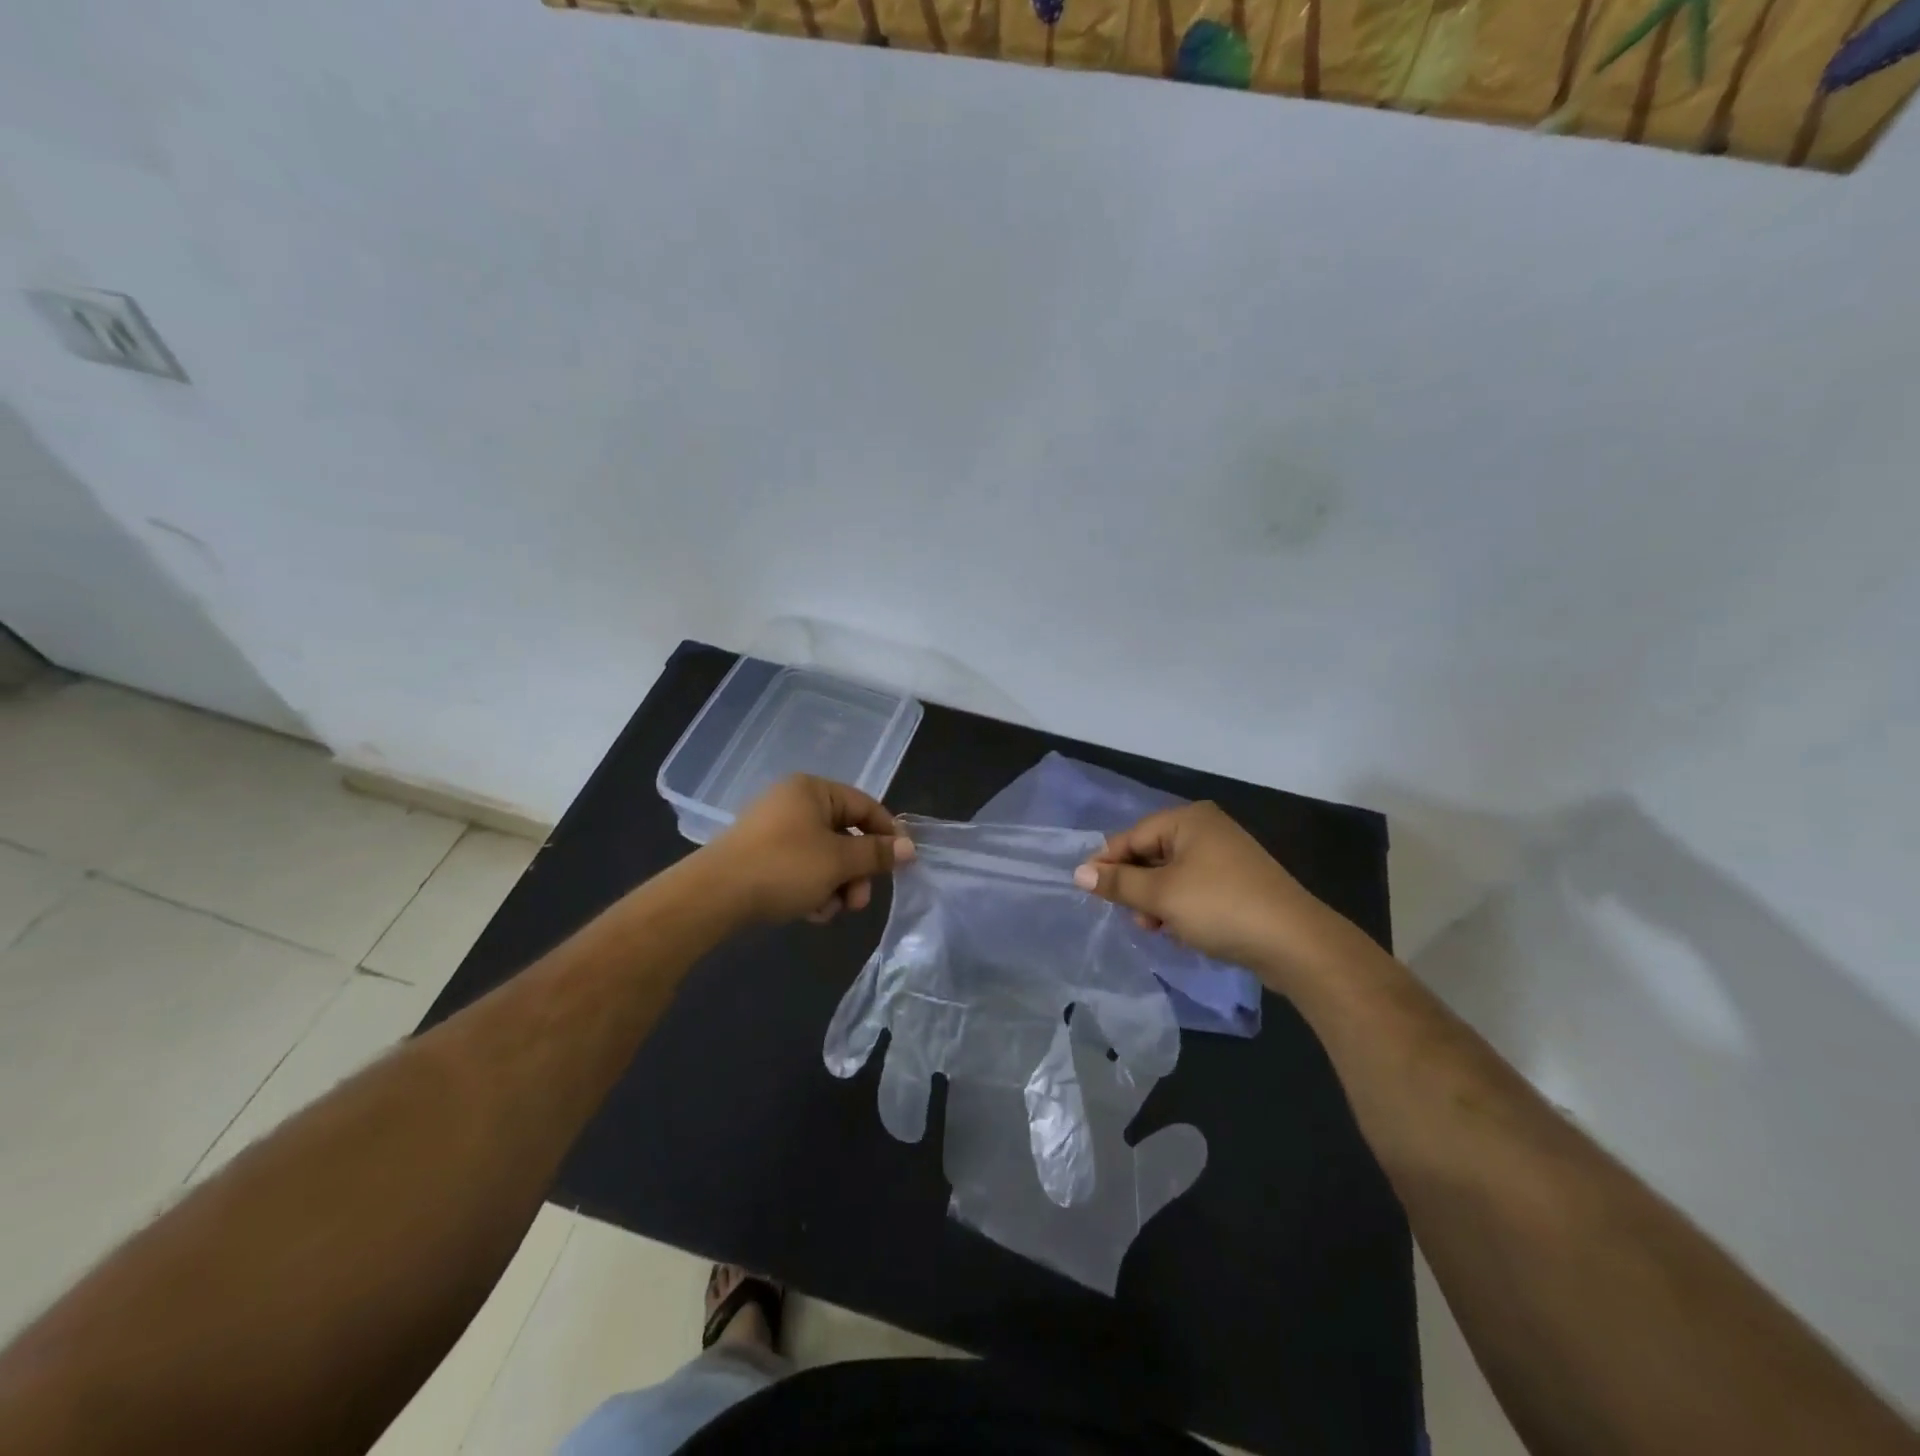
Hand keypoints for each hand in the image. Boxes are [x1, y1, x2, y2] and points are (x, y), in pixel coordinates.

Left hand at [707, 775, 914, 924]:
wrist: (714, 896)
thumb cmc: (784, 867)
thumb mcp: (838, 861)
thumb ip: (877, 854)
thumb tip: (910, 848)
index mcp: (813, 790)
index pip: (866, 806)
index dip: (888, 835)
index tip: (901, 865)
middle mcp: (794, 802)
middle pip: (846, 835)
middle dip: (857, 871)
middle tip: (858, 901)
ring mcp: (775, 830)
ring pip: (825, 857)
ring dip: (836, 885)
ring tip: (829, 910)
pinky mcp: (761, 857)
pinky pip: (801, 868)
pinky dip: (812, 889)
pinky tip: (809, 912)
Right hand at [1072, 802, 1354, 982]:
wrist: (1295, 943)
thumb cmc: (1220, 907)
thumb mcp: (1161, 896)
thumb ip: (1118, 883)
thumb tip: (1079, 873)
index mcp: (1188, 820)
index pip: (1132, 836)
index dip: (1107, 863)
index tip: (1087, 891)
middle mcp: (1208, 830)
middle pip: (1152, 855)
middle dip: (1137, 887)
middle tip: (1132, 917)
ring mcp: (1227, 857)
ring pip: (1172, 876)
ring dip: (1158, 902)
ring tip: (1157, 929)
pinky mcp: (1239, 884)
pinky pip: (1195, 890)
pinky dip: (1182, 908)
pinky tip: (1182, 933)